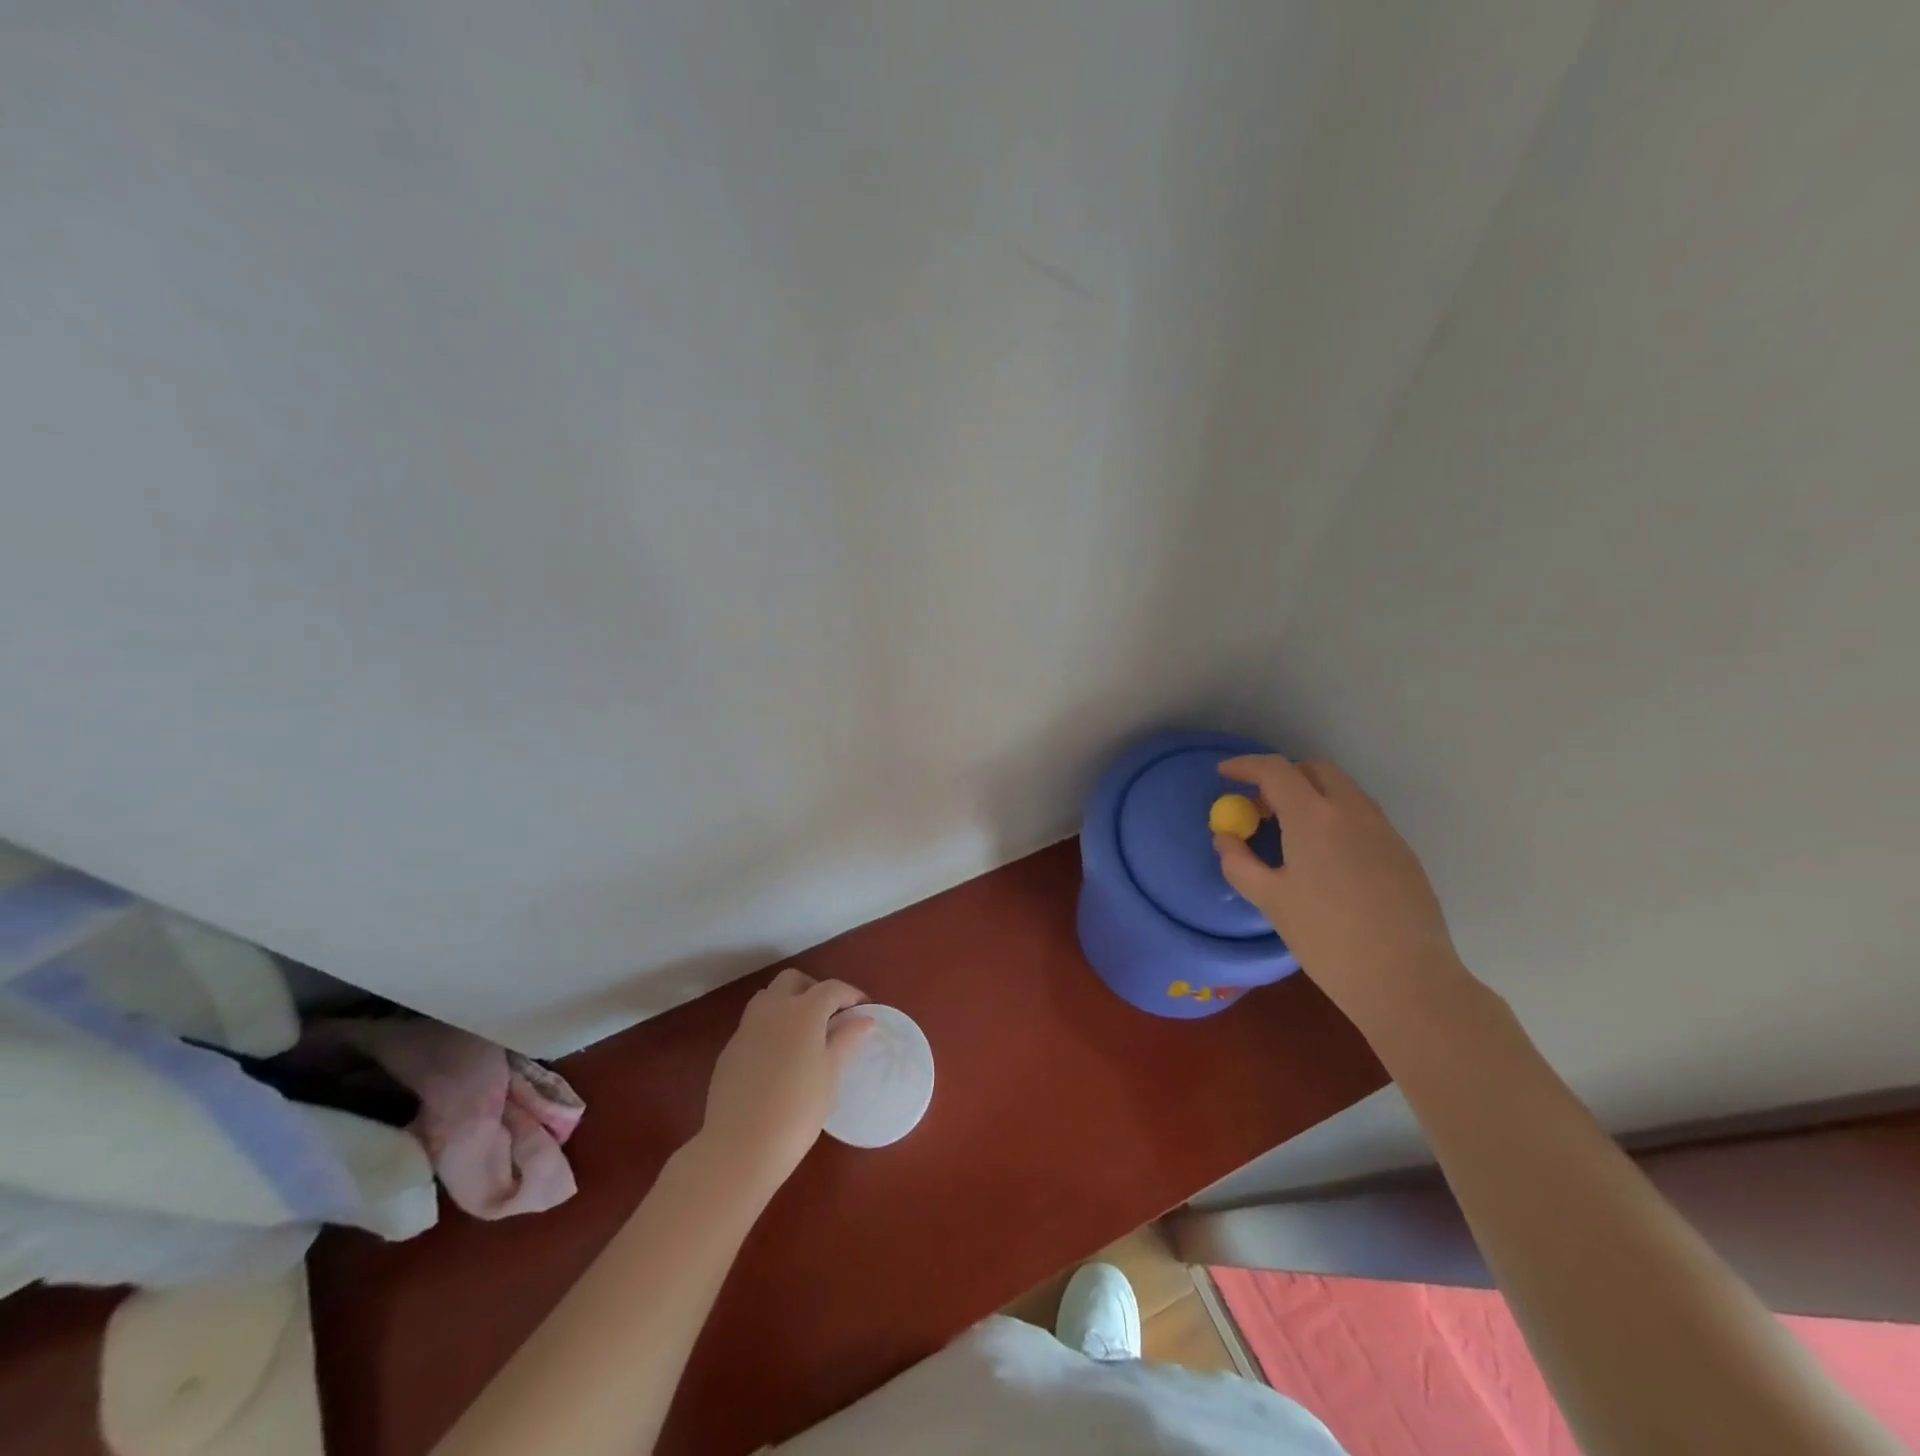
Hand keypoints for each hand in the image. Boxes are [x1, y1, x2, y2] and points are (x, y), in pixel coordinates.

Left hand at [697, 967, 872, 1198]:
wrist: (740, 1147)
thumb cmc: (798, 1110)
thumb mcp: (830, 1074)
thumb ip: (846, 1040)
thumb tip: (864, 1019)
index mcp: (802, 1011)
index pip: (831, 988)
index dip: (850, 995)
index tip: (863, 1010)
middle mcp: (772, 1009)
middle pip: (793, 981)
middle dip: (814, 989)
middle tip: (830, 1016)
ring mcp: (746, 1028)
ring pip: (769, 998)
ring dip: (789, 1004)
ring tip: (805, 1034)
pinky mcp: (730, 1050)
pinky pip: (754, 1025)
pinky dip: (771, 1028)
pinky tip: (780, 1059)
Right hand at [1213, 756, 1460, 1012]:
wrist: (1406, 980)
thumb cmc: (1327, 939)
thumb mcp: (1270, 901)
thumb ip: (1239, 863)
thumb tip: (1226, 839)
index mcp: (1314, 818)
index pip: (1275, 771)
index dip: (1245, 766)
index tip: (1224, 773)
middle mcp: (1352, 811)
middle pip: (1314, 769)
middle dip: (1282, 776)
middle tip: (1260, 807)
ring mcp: (1383, 829)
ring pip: (1342, 790)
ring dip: (1311, 794)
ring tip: (1290, 833)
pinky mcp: (1402, 851)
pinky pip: (1361, 815)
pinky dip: (1334, 816)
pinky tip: (1325, 857)